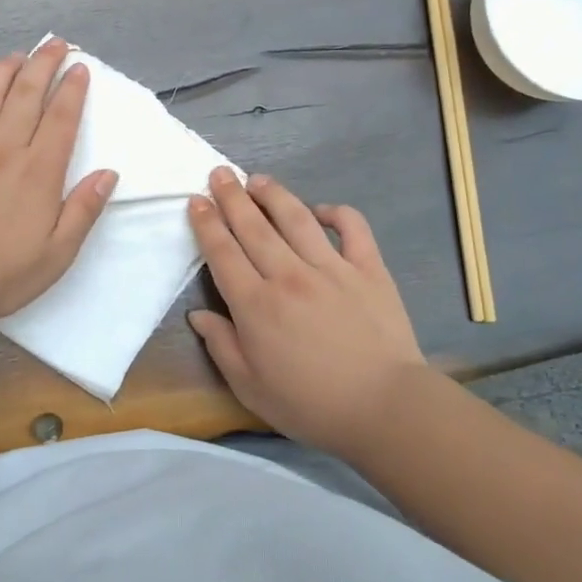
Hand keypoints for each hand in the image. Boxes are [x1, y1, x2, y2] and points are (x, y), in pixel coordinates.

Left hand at [0, 38, 115, 321]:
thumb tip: (108, 173)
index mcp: (38, 171)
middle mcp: (4, 149)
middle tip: (55, 44)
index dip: (72, 89)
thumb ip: (84, 209)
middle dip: (43, 64)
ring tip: (16, 55)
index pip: (61, 118)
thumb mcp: (59, 252)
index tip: (80, 68)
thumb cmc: (2, 274)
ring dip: (3, 71)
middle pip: (26, 95)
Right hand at [187, 168, 425, 459]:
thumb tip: (198, 314)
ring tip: (258, 179)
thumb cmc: (311, 404)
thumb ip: (222, 346)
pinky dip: (337, 213)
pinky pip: (352, 228)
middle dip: (232, 197)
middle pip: (254, 226)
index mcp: (256, 305)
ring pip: (296, 218)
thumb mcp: (250, 387)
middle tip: (219, 173)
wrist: (385, 408)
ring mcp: (332, 268)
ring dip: (273, 195)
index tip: (196, 201)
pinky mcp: (369, 269)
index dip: (207, 224)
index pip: (223, 253)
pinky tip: (322, 209)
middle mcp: (289, 276)